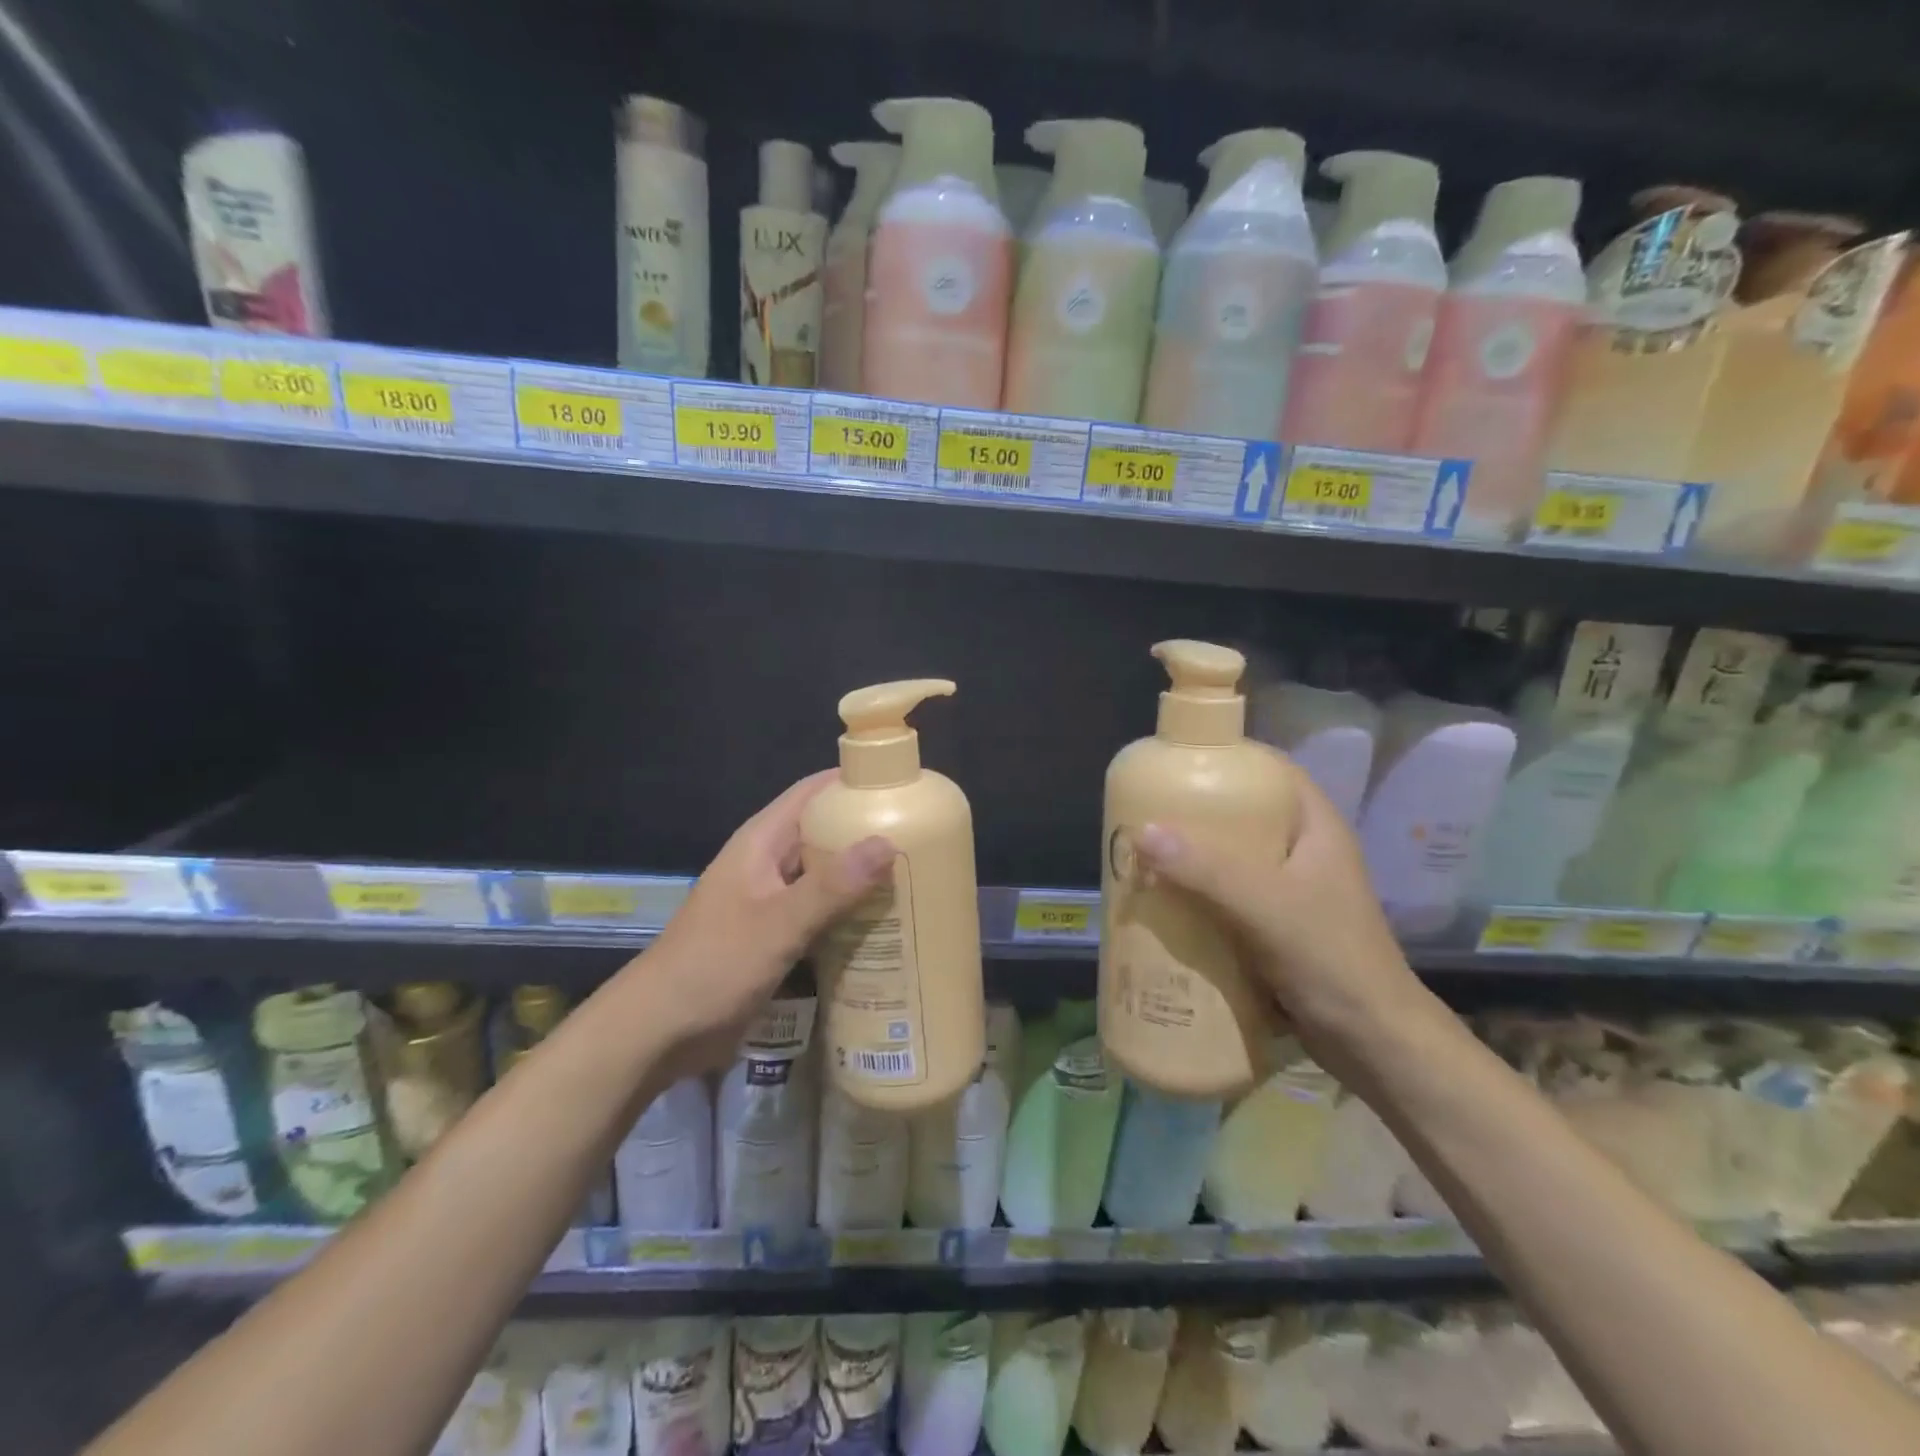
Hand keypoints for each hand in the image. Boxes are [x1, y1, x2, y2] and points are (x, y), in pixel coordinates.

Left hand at [630, 772, 892, 1076]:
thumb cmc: (713, 966)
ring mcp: (772, 901)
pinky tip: (885, 927)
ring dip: (863, 878)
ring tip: (917, 881)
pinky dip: (849, 913)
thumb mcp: (777, 924)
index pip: (813, 792)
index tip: (904, 786)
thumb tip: (888, 842)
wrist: (657, 1032)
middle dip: (869, 833)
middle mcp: (769, 863)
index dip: (854, 782)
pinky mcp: (776, 936)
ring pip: (826, 876)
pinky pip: (821, 913)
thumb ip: (831, 887)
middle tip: (926, 840)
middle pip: (825, 833)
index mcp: (762, 842)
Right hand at [1135, 775, 1433, 1076]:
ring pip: (1231, 861)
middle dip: (1195, 817)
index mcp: (1316, 830)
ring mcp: (1290, 894)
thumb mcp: (1267, 907)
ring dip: (1191, 861)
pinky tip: (1165, 906)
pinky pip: (1227, 900)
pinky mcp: (1275, 930)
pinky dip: (1197, 899)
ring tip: (1145, 858)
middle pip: (1243, 818)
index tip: (1178, 763)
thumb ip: (1207, 870)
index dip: (1228, 760)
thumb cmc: (1332, 961)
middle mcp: (1303, 854)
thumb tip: (1143, 833)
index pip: (1271, 772)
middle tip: (1146, 815)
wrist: (1374, 1045)